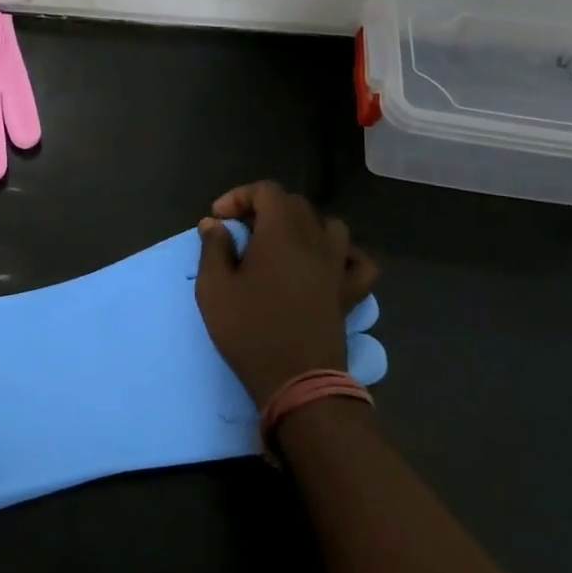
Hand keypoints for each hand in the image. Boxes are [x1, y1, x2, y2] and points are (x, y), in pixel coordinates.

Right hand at [195, 181, 379, 407]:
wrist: (297, 380)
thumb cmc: (250, 330)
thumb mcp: (214, 288)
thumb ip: (213, 248)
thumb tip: (214, 224)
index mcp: (281, 234)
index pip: (267, 191)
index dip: (239, 197)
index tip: (218, 220)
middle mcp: (315, 241)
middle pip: (295, 204)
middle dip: (264, 209)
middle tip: (240, 233)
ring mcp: (337, 267)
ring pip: (329, 225)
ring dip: (303, 226)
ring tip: (281, 244)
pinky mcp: (350, 292)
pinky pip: (358, 261)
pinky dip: (344, 254)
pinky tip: (326, 263)